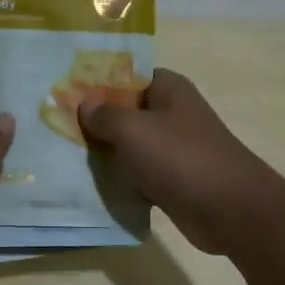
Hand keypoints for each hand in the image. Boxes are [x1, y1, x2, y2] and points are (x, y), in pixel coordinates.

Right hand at [78, 69, 283, 255]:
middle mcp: (172, 114)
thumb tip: (85, 103)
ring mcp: (174, 149)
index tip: (63, 96)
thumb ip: (105, 115)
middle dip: (95, 122)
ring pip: (131, 147)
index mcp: (168, 89)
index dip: (96, 84)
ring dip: (106, 155)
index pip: (126, 76)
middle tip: (55, 130)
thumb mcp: (133, 130)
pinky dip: (122, 181)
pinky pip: (139, 175)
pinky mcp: (173, 180)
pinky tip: (92, 187)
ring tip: (65, 158)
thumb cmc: (181, 158)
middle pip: (126, 112)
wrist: (229, 209)